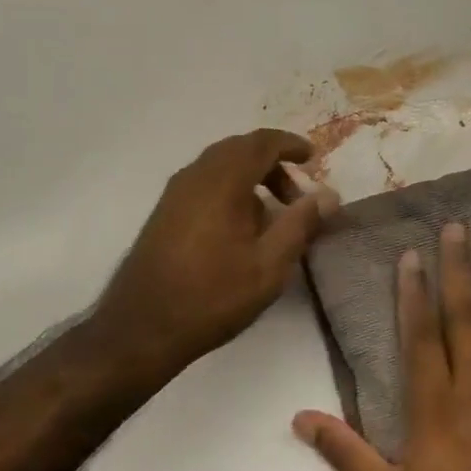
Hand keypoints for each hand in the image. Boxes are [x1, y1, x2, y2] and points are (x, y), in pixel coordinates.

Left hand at [94, 130, 338, 379]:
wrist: (142, 327)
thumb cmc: (212, 296)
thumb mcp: (269, 265)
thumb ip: (300, 224)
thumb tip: (328, 195)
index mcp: (222, 181)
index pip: (261, 143)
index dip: (290, 145)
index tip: (313, 158)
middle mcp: (195, 176)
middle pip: (238, 149)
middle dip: (272, 162)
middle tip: (296, 194)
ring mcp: (174, 193)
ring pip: (219, 166)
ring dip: (250, 177)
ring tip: (272, 215)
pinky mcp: (164, 212)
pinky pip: (204, 183)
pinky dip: (229, 189)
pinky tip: (240, 228)